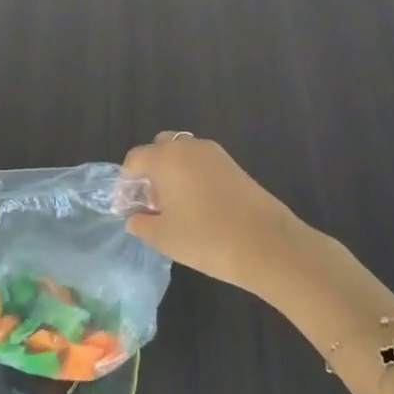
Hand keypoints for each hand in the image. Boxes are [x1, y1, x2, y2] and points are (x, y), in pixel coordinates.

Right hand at [121, 132, 303, 293]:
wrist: (268, 245)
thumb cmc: (206, 238)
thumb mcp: (163, 237)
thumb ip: (141, 224)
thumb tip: (135, 217)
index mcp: (166, 158)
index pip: (134, 159)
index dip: (125, 183)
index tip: (126, 207)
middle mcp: (189, 147)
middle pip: (160, 148)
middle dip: (150, 171)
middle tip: (151, 202)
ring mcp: (216, 154)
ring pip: (183, 155)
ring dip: (173, 173)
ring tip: (174, 207)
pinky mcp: (235, 166)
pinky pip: (203, 164)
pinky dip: (193, 178)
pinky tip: (198, 207)